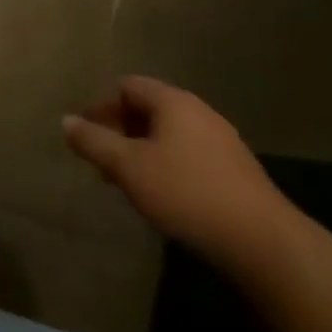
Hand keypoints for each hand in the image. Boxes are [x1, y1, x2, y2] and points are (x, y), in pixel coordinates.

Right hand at [63, 76, 298, 267]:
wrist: (265, 245)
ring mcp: (223, 143)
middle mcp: (200, 113)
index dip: (101, 107)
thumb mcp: (128, 167)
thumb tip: (66, 121)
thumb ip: (93, 141)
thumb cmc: (187, 193)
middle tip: (102, 161)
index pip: (127, 86)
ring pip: (169, 136)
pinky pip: (190, 156)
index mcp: (173, 101)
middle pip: (148, 109)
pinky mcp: (238, 173)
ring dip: (143, 151)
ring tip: (128, 182)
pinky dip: (167, 166)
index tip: (87, 135)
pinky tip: (163, 196)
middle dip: (120, 131)